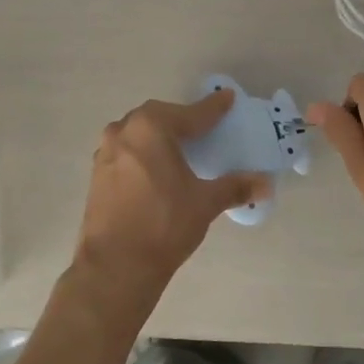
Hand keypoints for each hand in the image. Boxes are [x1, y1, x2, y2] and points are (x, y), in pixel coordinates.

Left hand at [71, 91, 269, 317]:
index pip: (191, 114)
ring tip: (178, 148)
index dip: (212, 108)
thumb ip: (235, 187)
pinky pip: (126, 151)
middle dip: (182, 120)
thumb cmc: (164, 224)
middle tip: (203, 127)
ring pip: (138, 132)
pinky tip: (154, 169)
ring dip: (158, 136)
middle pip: (160, 117)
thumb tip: (266, 184)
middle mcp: (124, 130)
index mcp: (151, 127)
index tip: (227, 98)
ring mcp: (106, 151)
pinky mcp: (97, 173)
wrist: (115, 265)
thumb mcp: (205, 202)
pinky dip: (143, 153)